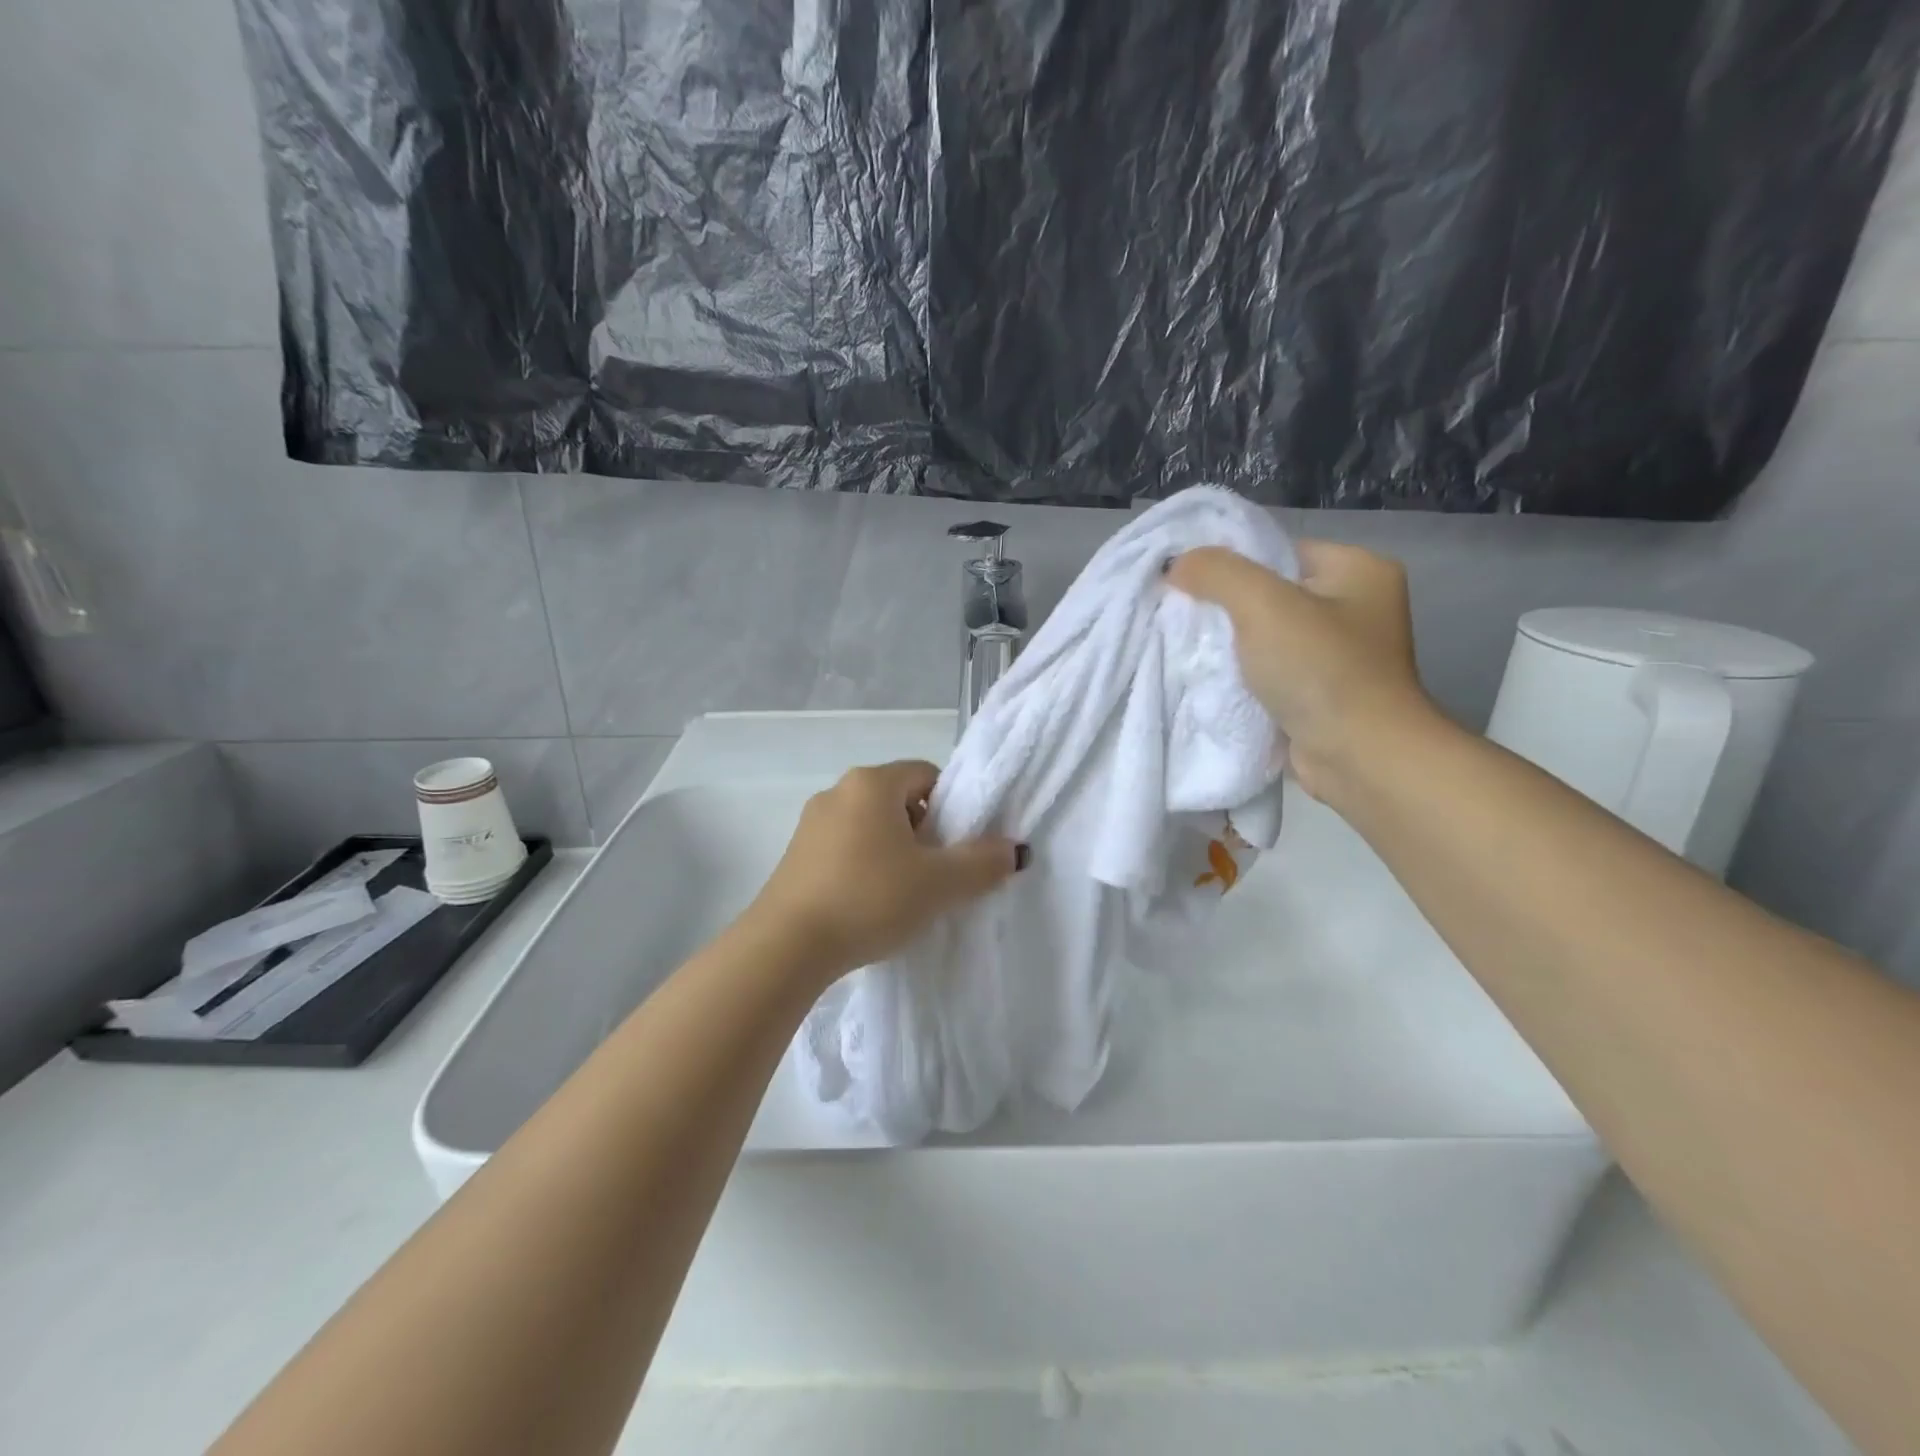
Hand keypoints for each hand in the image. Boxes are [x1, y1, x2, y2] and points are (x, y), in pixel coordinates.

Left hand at [747, 760, 1022, 982]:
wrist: (787, 947)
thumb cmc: (870, 899)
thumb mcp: (939, 884)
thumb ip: (983, 863)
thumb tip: (1014, 850)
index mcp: (872, 782)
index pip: (927, 775)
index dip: (952, 808)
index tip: (957, 848)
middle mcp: (838, 791)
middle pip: (899, 800)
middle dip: (924, 832)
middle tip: (936, 874)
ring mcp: (811, 823)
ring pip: (871, 826)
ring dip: (894, 852)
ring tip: (904, 895)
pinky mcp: (795, 855)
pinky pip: (845, 848)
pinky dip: (864, 866)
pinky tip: (869, 904)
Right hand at [1168, 541, 1436, 802]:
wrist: (1358, 758)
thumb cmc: (1320, 670)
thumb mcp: (1263, 604)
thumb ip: (1217, 573)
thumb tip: (1176, 563)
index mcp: (1358, 570)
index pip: (1278, 552)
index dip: (1229, 564)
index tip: (1185, 583)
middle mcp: (1356, 607)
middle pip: (1270, 594)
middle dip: (1225, 608)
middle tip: (1181, 617)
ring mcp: (1340, 654)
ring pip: (1266, 637)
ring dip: (1230, 646)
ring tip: (1189, 649)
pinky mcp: (1322, 693)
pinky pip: (1270, 672)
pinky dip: (1242, 676)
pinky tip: (1211, 679)